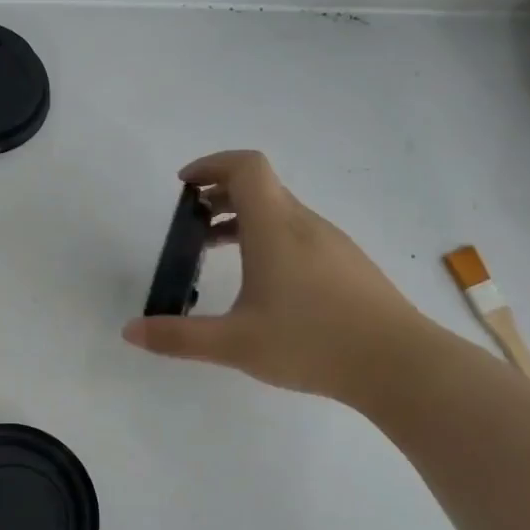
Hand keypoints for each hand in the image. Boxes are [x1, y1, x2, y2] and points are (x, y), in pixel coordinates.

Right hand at [123, 150, 435, 404]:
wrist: (399, 364)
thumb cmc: (312, 343)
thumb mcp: (234, 344)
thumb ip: (178, 338)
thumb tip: (130, 332)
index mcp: (276, 228)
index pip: (245, 167)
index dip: (211, 165)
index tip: (184, 188)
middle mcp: (305, 224)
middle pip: (261, 187)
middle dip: (219, 196)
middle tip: (191, 226)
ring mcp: (332, 243)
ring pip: (281, 212)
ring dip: (244, 220)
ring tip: (217, 253)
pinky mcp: (348, 265)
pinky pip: (299, 234)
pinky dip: (269, 239)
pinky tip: (263, 285)